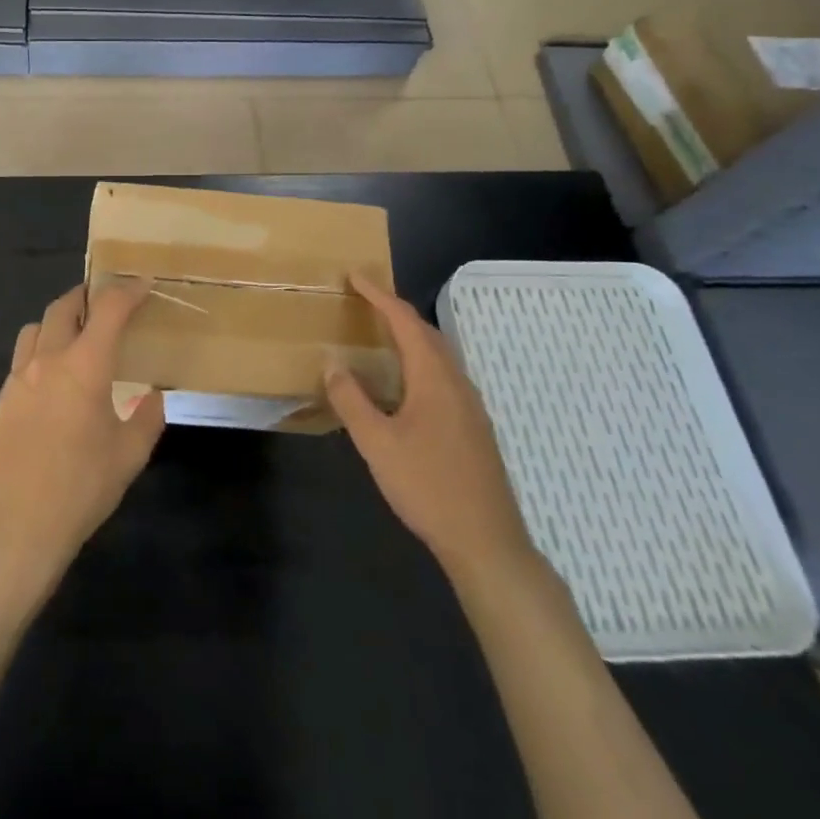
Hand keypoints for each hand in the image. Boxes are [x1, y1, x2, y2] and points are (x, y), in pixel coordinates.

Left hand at [0, 283, 164, 588]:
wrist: (17, 528)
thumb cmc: (81, 489)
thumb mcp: (129, 456)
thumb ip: (148, 419)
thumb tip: (154, 397)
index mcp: (85, 366)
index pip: (109, 309)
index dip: (128, 291)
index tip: (143, 285)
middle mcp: (49, 360)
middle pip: (65, 306)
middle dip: (88, 297)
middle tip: (106, 306)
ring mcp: (19, 378)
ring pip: (36, 328)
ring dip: (58, 322)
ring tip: (75, 339)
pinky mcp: (2, 399)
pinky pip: (22, 359)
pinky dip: (41, 353)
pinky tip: (52, 382)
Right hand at [326, 273, 538, 590]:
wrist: (487, 542)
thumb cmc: (428, 487)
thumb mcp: (377, 443)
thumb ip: (352, 400)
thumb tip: (332, 363)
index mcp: (434, 377)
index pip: (404, 320)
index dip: (378, 295)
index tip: (354, 276)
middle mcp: (456, 381)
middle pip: (425, 332)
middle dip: (394, 310)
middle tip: (364, 299)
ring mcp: (470, 405)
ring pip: (437, 354)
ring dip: (409, 335)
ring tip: (380, 333)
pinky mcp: (473, 426)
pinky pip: (442, 375)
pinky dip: (419, 360)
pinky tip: (404, 383)